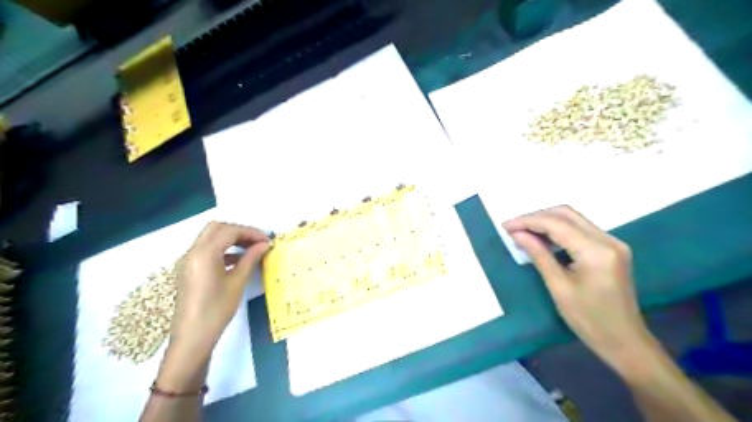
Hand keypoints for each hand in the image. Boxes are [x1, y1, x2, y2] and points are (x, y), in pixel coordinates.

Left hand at [156, 222, 270, 390]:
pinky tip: (238, 259)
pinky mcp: (189, 269)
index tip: (267, 240)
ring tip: (251, 248)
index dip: (250, 232)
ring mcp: (188, 260)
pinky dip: (223, 248)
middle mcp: (192, 252)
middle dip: (239, 231)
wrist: (192, 337)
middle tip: (257, 241)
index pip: (229, 231)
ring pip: (210, 237)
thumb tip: (264, 245)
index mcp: (204, 254)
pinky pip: (206, 250)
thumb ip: (250, 259)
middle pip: (217, 228)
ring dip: (231, 238)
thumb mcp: (237, 282)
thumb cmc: (217, 310)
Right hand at [505, 206, 652, 373]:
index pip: (556, 224)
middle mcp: (608, 240)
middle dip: (536, 217)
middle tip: (514, 228)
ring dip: (546, 222)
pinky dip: (559, 230)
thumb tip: (517, 234)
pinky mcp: (611, 249)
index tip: (506, 226)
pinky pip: (580, 230)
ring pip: (573, 219)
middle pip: (566, 214)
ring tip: (523, 232)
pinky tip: (543, 239)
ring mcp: (612, 243)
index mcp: (595, 251)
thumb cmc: (588, 320)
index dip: (528, 221)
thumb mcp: (558, 287)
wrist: (625, 341)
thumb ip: (538, 255)